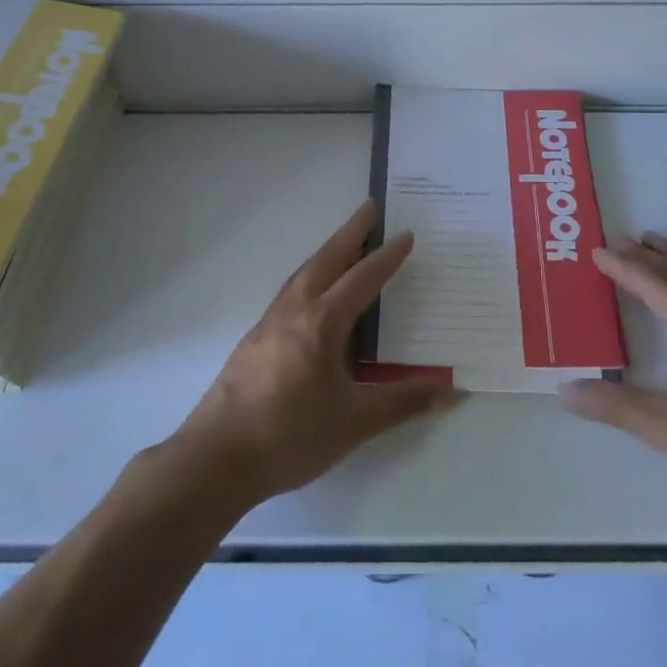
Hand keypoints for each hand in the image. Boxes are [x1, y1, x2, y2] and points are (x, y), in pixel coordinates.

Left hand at [169, 201, 461, 507]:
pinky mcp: (253, 341)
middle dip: (351, 232)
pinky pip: (289, 293)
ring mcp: (268, 324)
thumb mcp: (355, 422)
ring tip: (345, 243)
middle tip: (370, 207)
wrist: (215, 459)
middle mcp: (293, 312)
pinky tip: (312, 295)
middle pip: (326, 259)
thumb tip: (451, 390)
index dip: (386, 257)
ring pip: (303, 273)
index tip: (406, 234)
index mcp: (321, 323)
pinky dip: (309, 277)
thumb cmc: (289, 436)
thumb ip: (403, 402)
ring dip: (327, 252)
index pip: (362, 279)